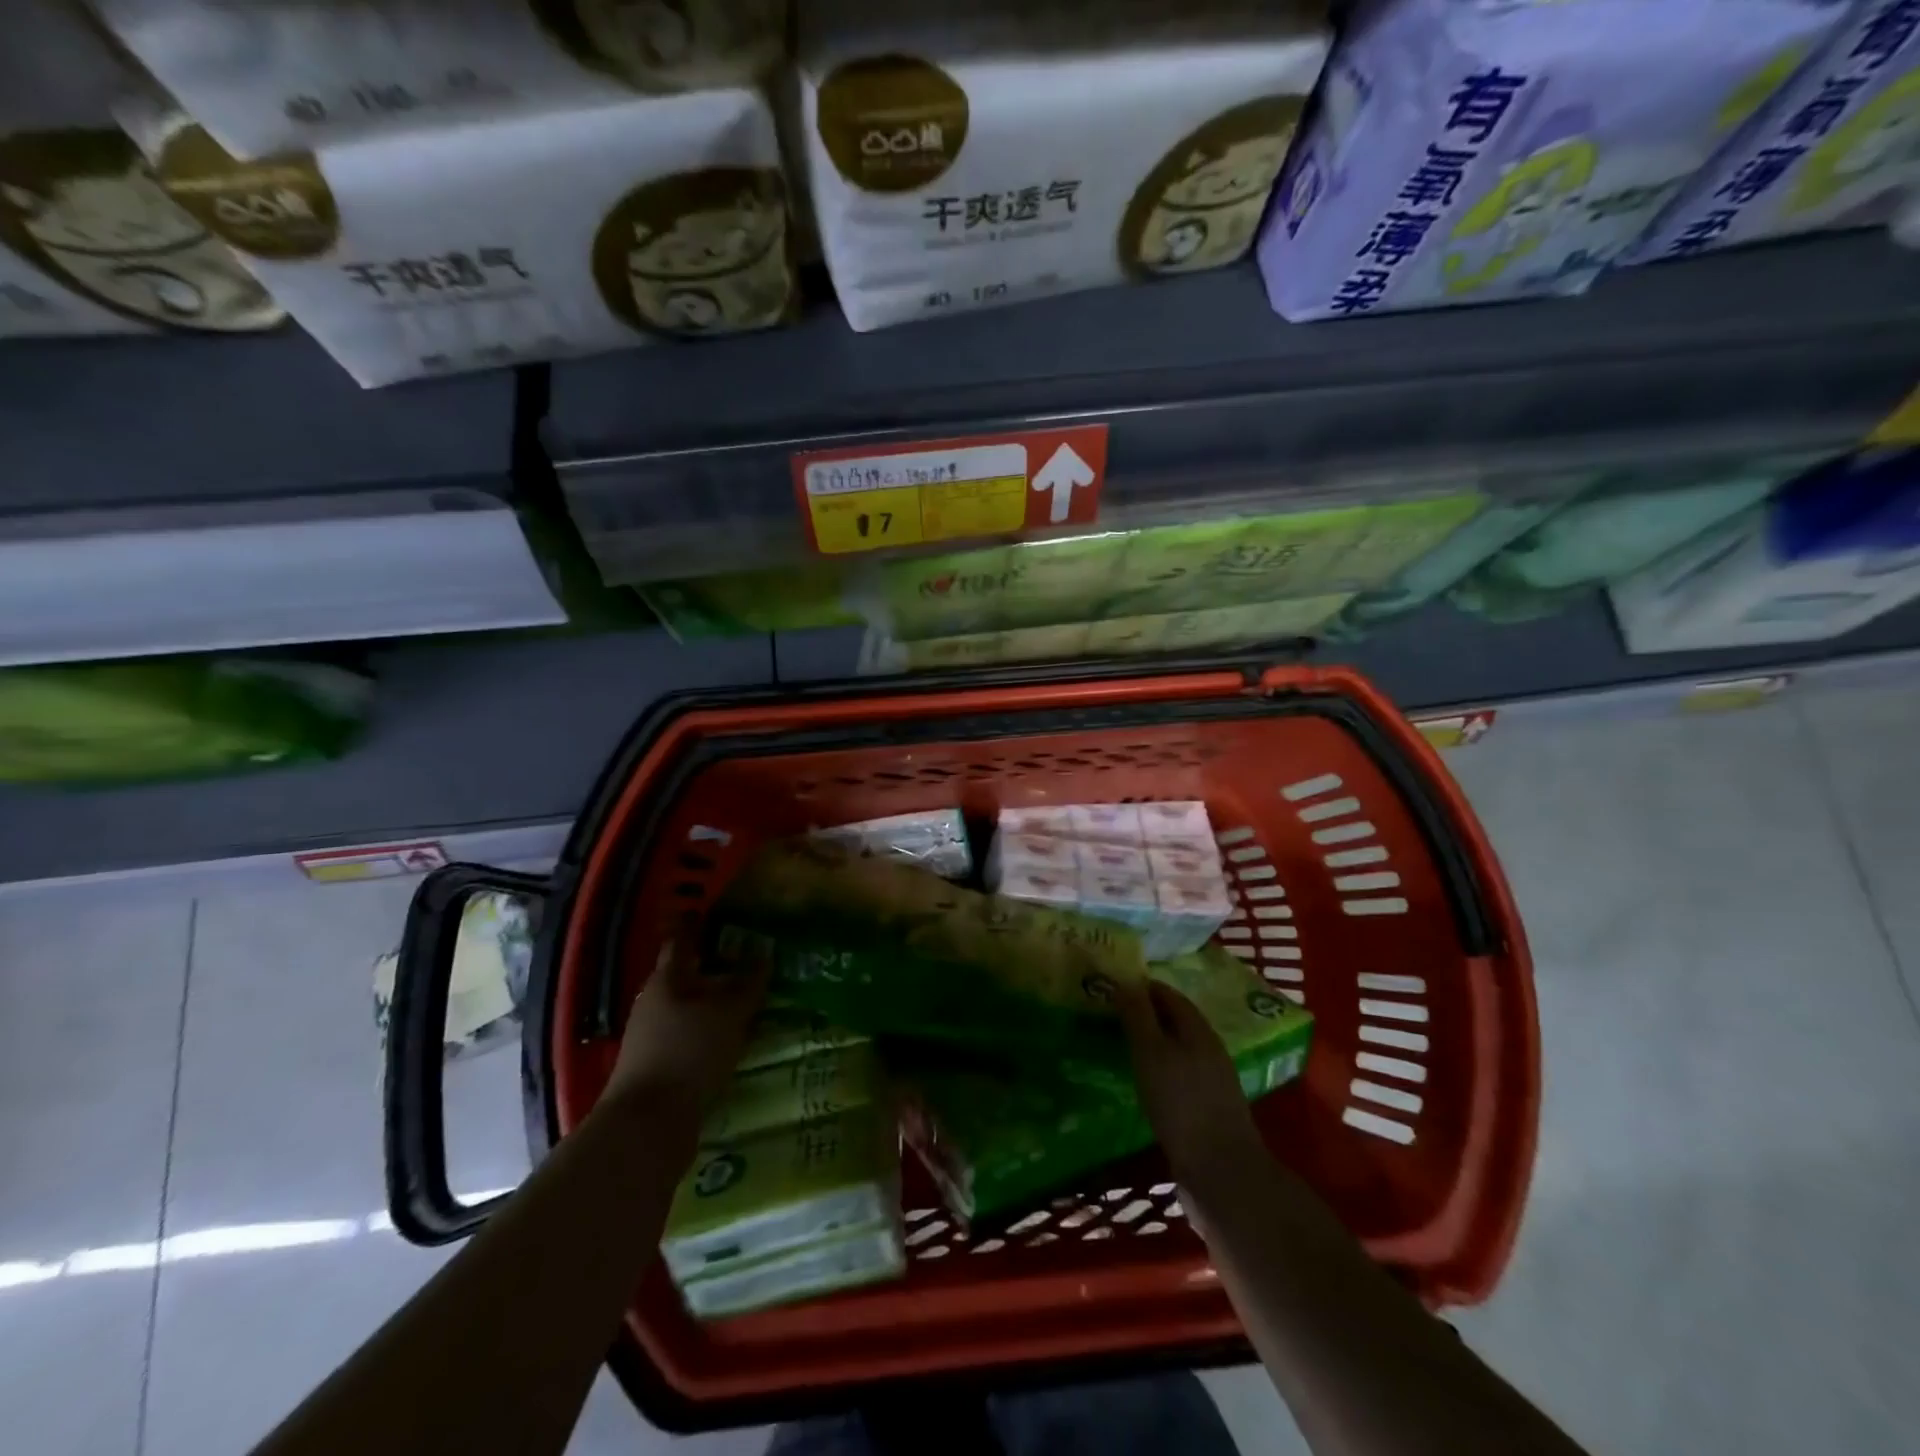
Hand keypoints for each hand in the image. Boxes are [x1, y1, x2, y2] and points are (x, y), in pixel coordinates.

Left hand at [604, 943, 769, 1121]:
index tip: (720, 915)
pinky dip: (709, 1032)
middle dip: (715, 968)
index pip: (682, 941)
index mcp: (666, 980)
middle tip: (750, 962)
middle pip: (686, 977)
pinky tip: (732, 1041)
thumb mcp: (729, 1014)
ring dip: (714, 1004)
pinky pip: (688, 1037)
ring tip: (748, 1003)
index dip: (699, 926)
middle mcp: (654, 1003)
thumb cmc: (689, 1053)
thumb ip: (748, 984)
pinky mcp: (657, 1068)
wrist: (647, 1126)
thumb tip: (764, 954)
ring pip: (688, 1008)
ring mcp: (651, 1038)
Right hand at [1114, 978, 1265, 1203]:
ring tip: (1123, 1046)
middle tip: (1111, 1015)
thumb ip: (1138, 1016)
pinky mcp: (1208, 1106)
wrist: (1221, 1171)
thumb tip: (1125, 982)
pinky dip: (1159, 1067)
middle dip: (1146, 1013)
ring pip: (1178, 1047)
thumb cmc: (1181, 1103)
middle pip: (1175, 1019)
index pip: (1168, 994)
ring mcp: (1212, 1079)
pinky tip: (1144, 1080)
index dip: (1141, 988)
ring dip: (1152, 1041)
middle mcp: (1208, 1048)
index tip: (1113, 988)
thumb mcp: (1151, 1053)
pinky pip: (1180, 1073)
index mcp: (1197, 1029)